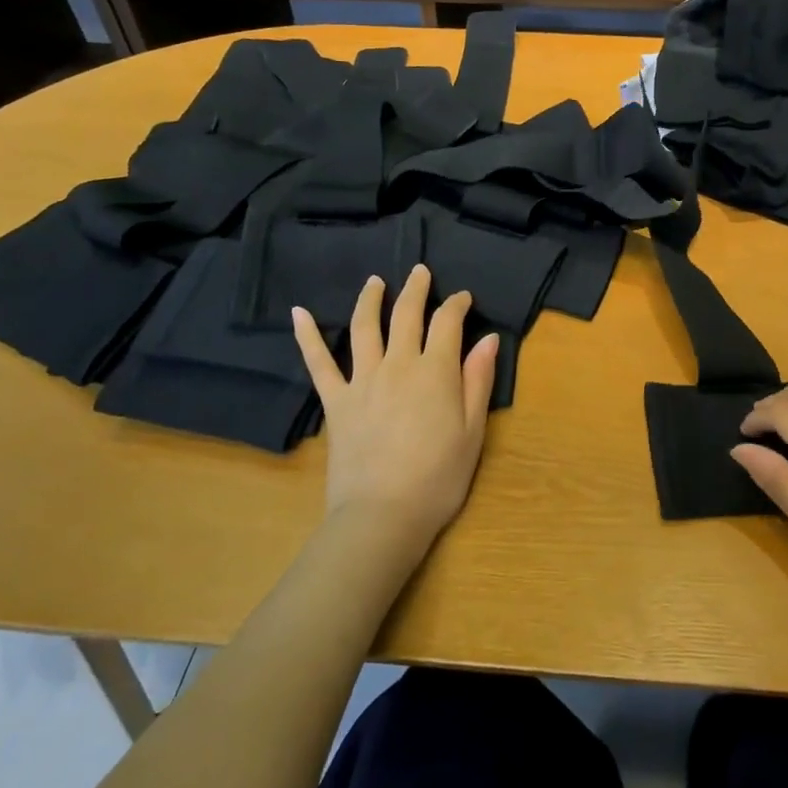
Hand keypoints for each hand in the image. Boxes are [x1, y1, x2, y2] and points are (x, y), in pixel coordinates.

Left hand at [291, 264, 499, 551]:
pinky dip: (308, 336)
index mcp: (435, 371)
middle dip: (416, 289)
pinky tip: (299, 313)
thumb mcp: (473, 431)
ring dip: (370, 299)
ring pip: (365, 327)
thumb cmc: (438, 478)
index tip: (463, 299)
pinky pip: (319, 363)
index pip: (447, 323)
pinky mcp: (336, 402)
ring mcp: (362, 380)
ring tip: (375, 281)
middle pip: (406, 314)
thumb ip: (478, 380)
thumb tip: (488, 338)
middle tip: (420, 272)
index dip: (457, 305)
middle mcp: (398, 364)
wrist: (382, 516)